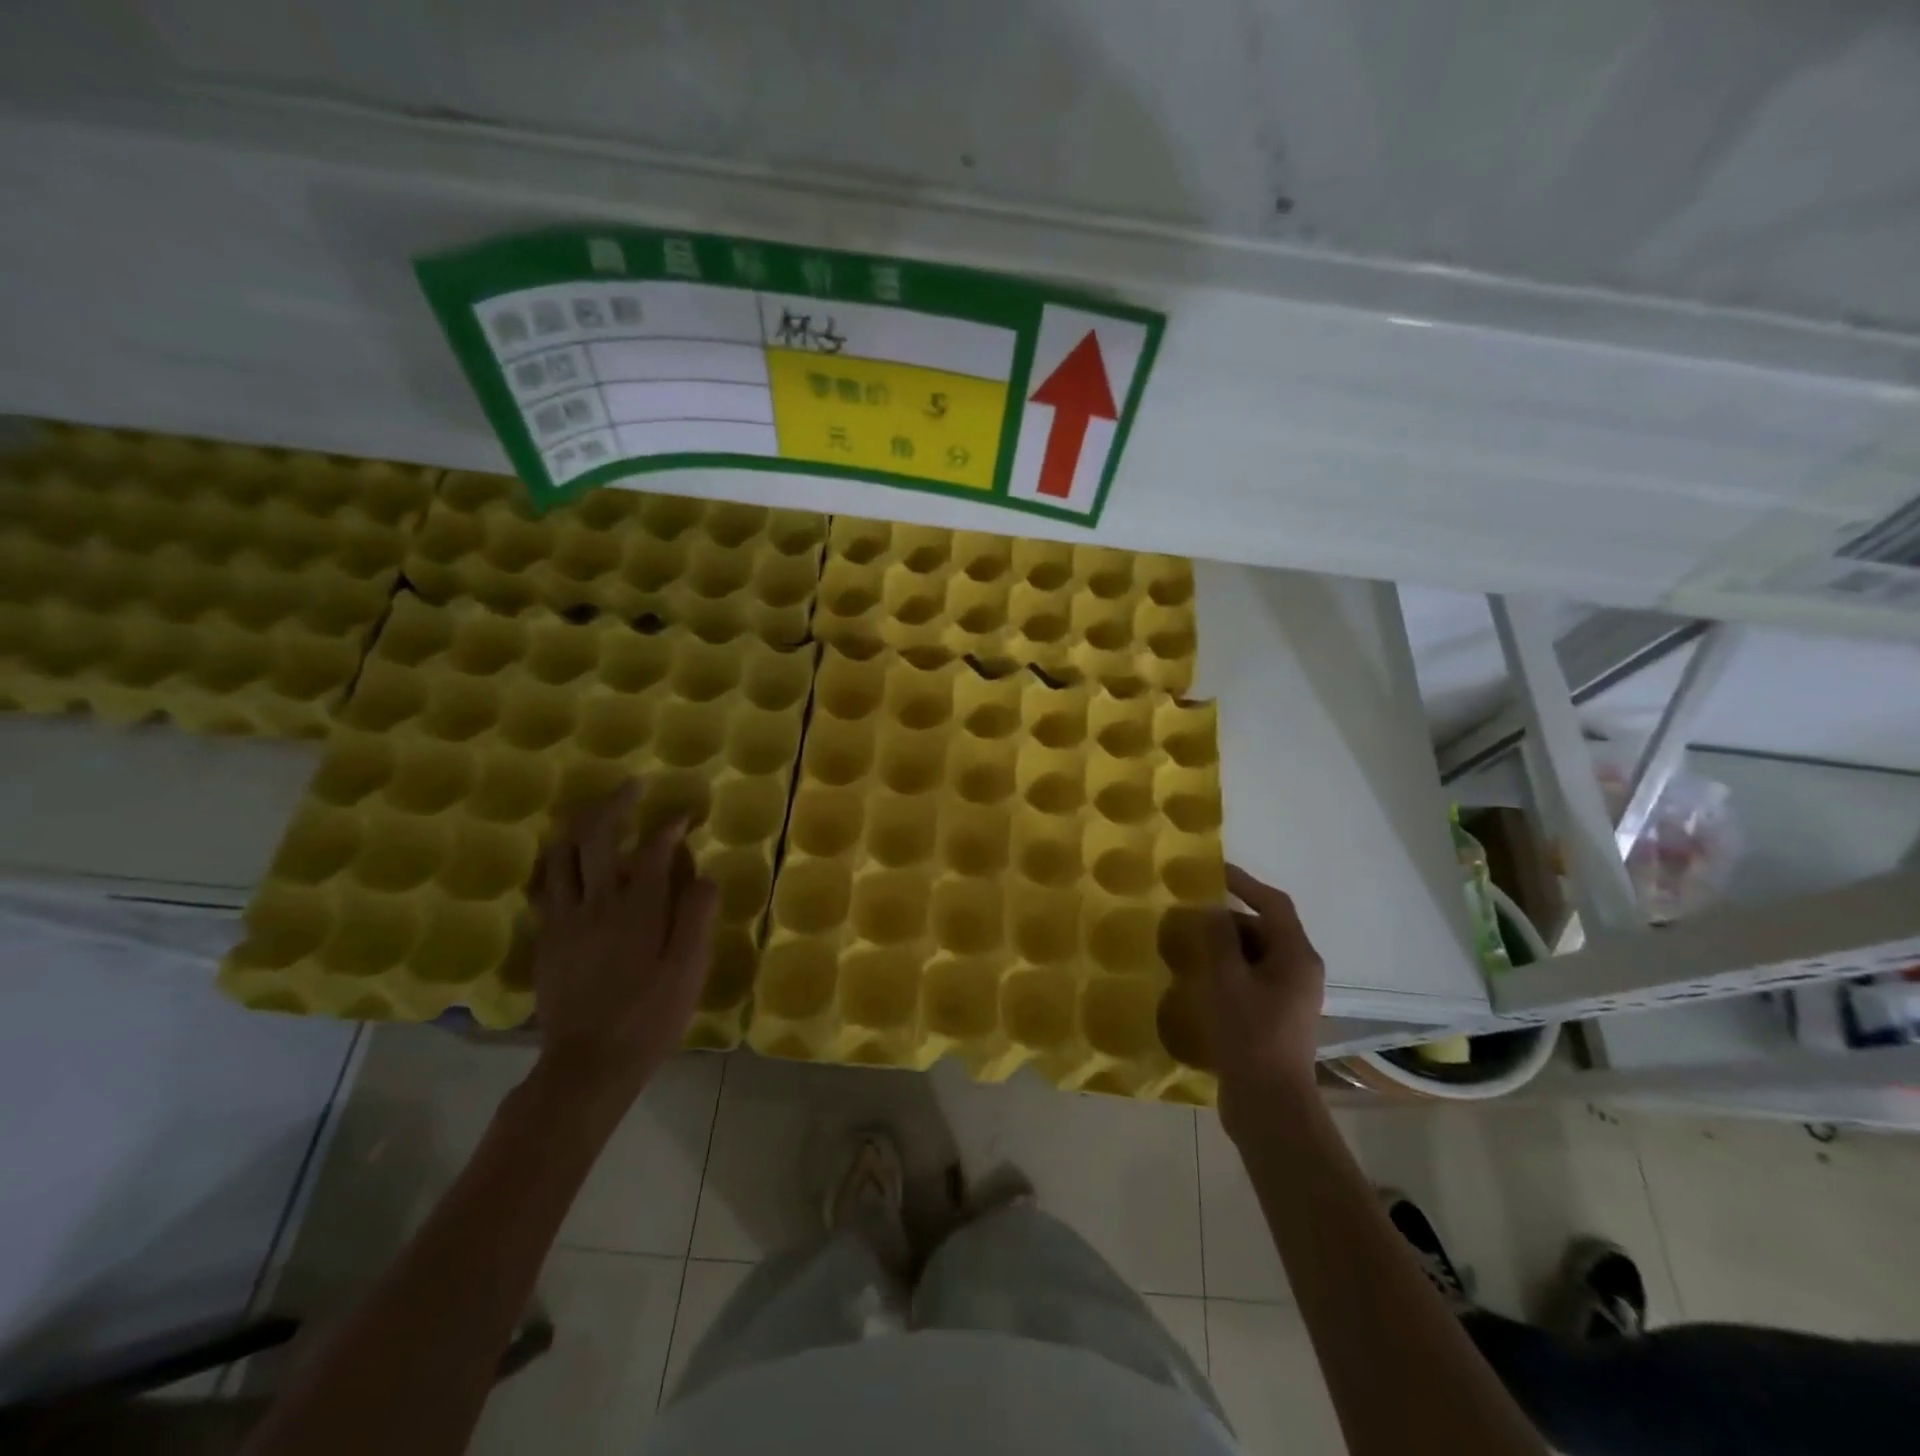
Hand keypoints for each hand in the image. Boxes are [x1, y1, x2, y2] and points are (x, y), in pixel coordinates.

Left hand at [527, 780, 717, 1103]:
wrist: (589, 1063)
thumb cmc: (651, 1015)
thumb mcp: (690, 968)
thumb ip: (697, 914)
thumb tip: (703, 874)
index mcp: (638, 907)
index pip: (653, 849)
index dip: (671, 825)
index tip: (685, 815)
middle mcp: (597, 902)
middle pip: (597, 836)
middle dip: (616, 804)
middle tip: (632, 787)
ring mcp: (565, 919)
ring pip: (561, 855)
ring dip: (578, 826)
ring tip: (595, 815)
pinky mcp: (547, 939)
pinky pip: (544, 887)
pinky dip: (555, 864)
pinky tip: (563, 865)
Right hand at [1206, 864, 1325, 1136]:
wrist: (1269, 1104)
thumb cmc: (1250, 1034)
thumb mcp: (1226, 979)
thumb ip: (1218, 937)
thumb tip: (1212, 908)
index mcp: (1296, 956)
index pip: (1274, 904)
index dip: (1244, 883)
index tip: (1212, 872)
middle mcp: (1299, 971)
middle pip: (1263, 929)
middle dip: (1227, 919)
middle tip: (1189, 916)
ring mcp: (1289, 997)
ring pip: (1255, 956)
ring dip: (1224, 946)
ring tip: (1187, 946)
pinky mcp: (1275, 1017)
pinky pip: (1250, 979)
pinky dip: (1226, 971)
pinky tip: (1198, 980)